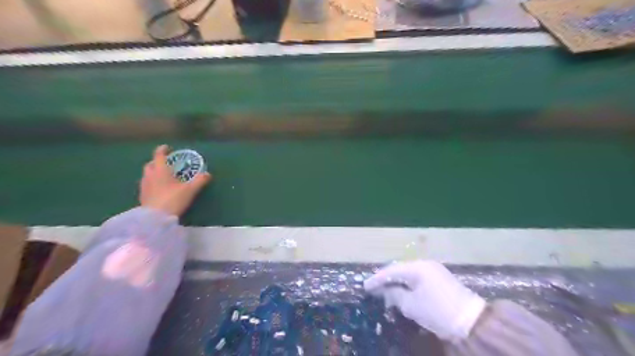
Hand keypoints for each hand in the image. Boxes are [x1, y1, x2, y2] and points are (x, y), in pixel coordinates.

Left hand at [138, 144, 210, 216]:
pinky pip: (147, 185)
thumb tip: (207, 174)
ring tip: (163, 176)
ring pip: (147, 175)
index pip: (158, 155)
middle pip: (150, 164)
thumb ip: (199, 181)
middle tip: (166, 163)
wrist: (155, 218)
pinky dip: (152, 183)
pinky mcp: (143, 196)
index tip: (167, 147)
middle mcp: (150, 176)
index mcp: (160, 170)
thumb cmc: (173, 199)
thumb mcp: (190, 189)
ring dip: (153, 172)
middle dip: (157, 162)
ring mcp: (144, 186)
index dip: (162, 150)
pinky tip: (159, 189)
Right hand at [363, 261, 487, 341]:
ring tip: (385, 290)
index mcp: (416, 268)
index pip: (391, 271)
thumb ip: (395, 294)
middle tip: (374, 288)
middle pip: (399, 269)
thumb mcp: (411, 305)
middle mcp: (424, 264)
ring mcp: (434, 269)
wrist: (471, 320)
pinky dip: (408, 283)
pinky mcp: (440, 277)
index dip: (377, 279)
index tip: (365, 286)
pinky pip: (418, 277)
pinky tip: (402, 290)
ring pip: (409, 273)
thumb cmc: (437, 311)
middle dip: (386, 279)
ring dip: (397, 281)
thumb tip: (385, 290)